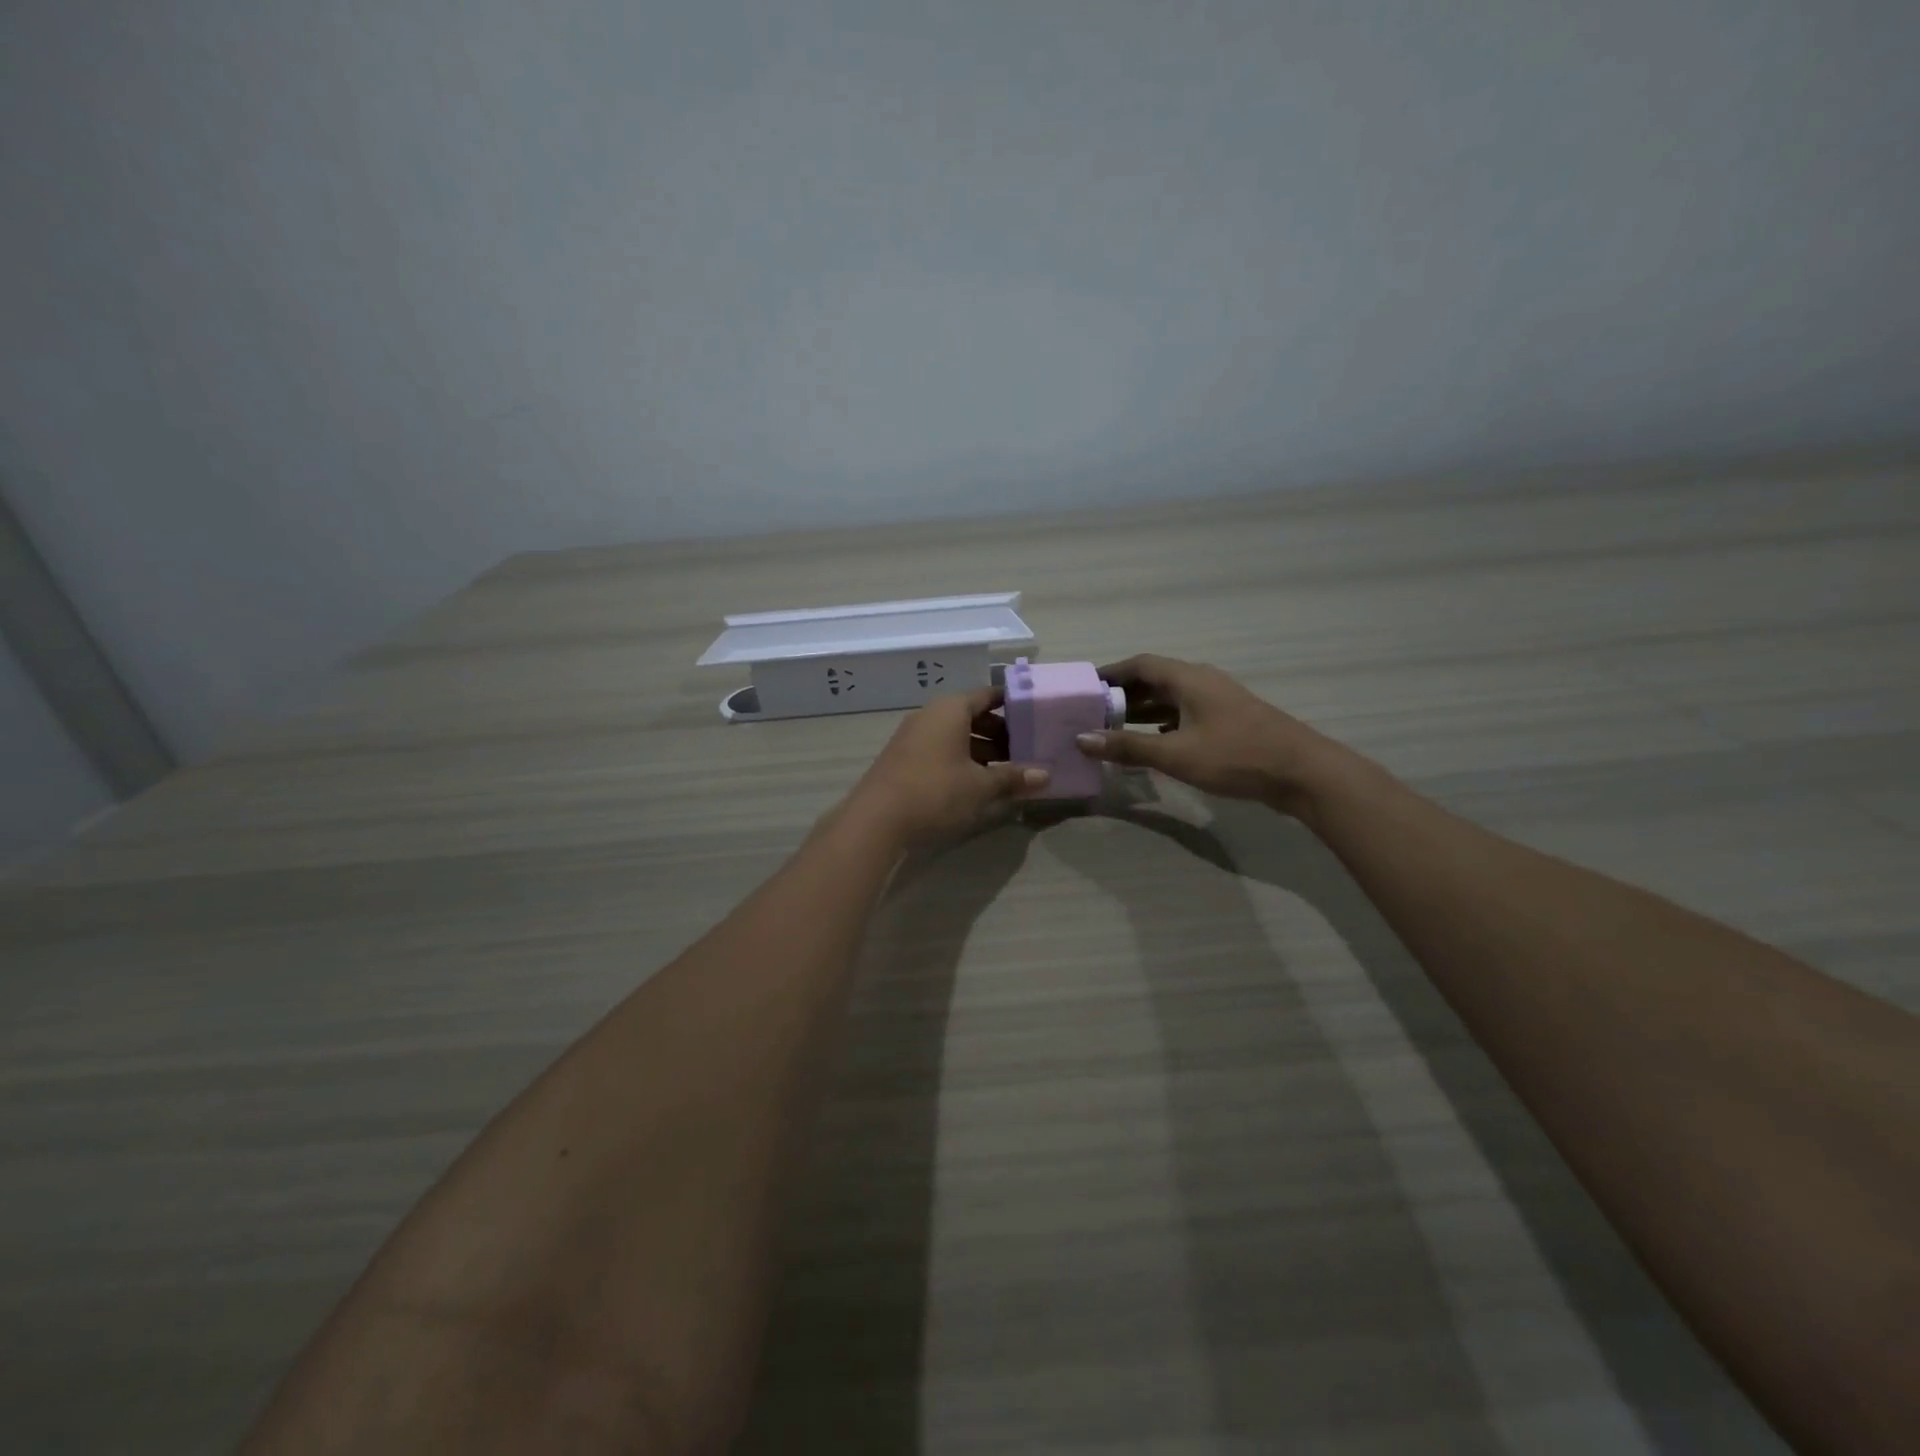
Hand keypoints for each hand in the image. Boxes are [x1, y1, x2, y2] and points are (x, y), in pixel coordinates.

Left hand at [844, 688, 1048, 848]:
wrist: (877, 819)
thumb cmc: (936, 791)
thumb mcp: (980, 786)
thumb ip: (1012, 777)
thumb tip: (1044, 775)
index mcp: (951, 709)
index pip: (987, 695)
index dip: (1012, 704)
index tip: (1034, 716)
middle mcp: (930, 715)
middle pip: (972, 716)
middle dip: (999, 733)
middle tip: (1024, 752)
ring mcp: (913, 736)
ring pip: (956, 735)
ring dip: (981, 750)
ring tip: (1005, 773)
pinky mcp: (904, 758)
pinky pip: (940, 750)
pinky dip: (961, 760)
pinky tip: (976, 784)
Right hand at [1074, 655, 1338, 810]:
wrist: (1302, 772)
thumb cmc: (1235, 756)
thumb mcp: (1175, 754)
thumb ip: (1128, 746)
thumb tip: (1081, 739)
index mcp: (1188, 679)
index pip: (1140, 664)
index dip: (1111, 673)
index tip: (1085, 687)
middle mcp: (1202, 682)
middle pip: (1154, 680)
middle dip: (1123, 694)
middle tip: (1093, 713)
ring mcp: (1218, 701)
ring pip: (1171, 698)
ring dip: (1142, 710)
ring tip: (1113, 729)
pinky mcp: (1228, 721)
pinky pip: (1185, 714)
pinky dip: (1163, 724)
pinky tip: (1152, 743)